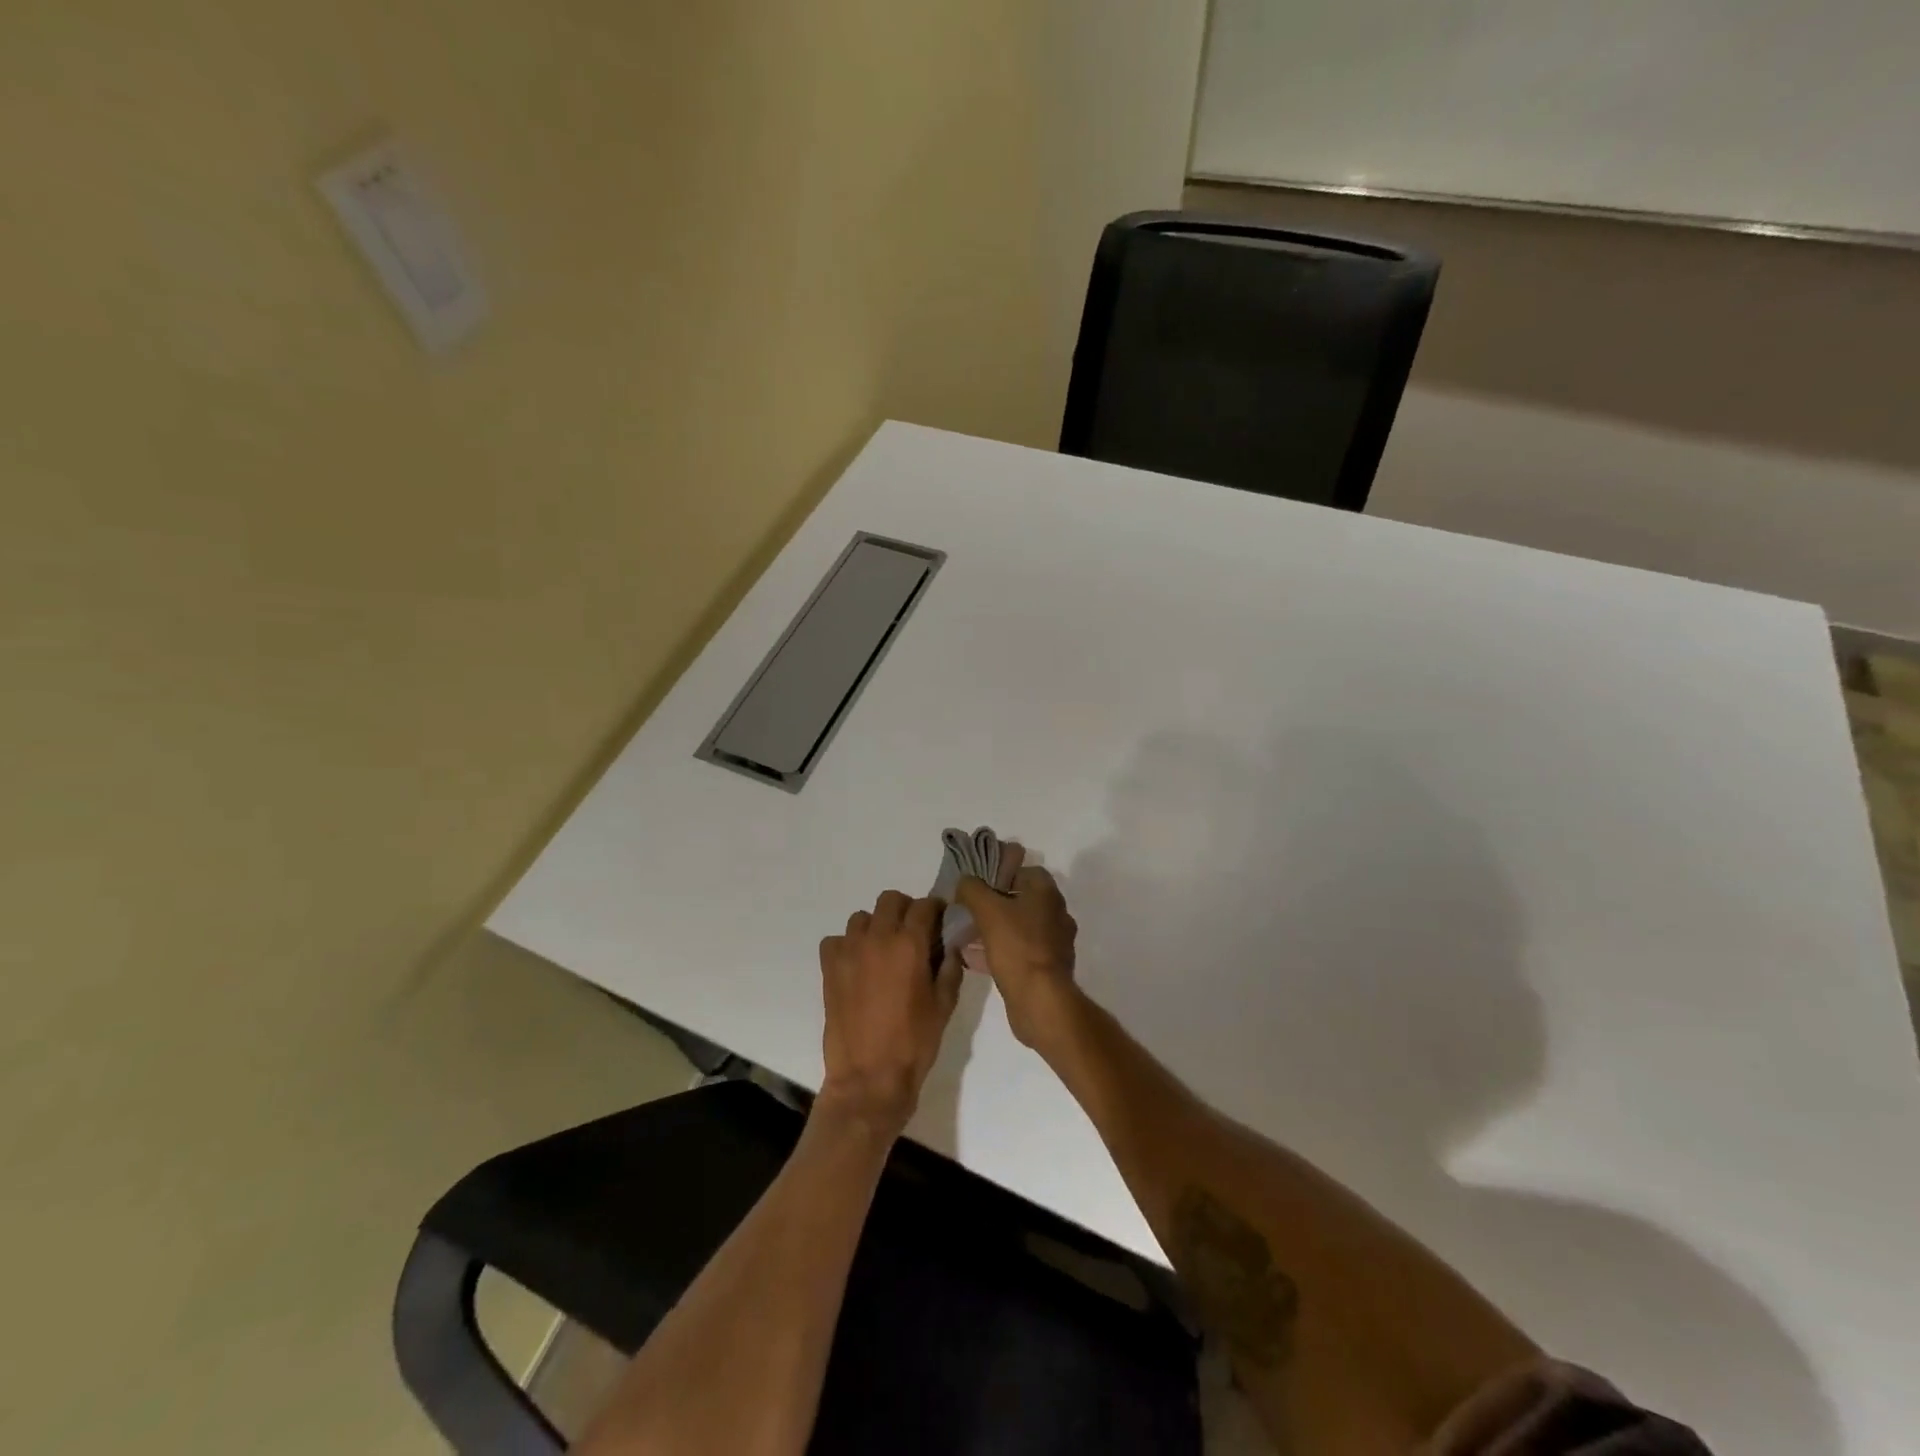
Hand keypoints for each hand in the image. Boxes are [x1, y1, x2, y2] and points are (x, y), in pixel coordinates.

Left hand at [816, 891, 960, 1136]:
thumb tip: (950, 946)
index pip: (924, 906)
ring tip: (883, 950)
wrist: (869, 1077)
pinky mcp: (829, 968)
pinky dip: (847, 945)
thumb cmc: (914, 1043)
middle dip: (905, 909)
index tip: (939, 919)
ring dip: (876, 926)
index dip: (934, 908)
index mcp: (910, 945)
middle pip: (890, 900)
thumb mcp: (944, 1006)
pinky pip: (836, 941)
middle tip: (912, 931)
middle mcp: (878, 938)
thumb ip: (950, 969)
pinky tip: (857, 965)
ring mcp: (849, 951)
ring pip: (861, 918)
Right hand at [953, 861, 1079, 1049]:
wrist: (1040, 1000)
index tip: (978, 884)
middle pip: (1021, 900)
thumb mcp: (988, 910)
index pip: (1026, 871)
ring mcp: (1053, 943)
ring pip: (1018, 928)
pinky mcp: (1045, 969)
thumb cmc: (1017, 947)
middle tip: (968, 909)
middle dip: (994, 904)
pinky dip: (998, 952)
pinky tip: (973, 958)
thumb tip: (965, 881)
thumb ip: (972, 889)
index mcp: (1047, 894)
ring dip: (994, 929)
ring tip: (966, 933)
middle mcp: (1055, 915)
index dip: (1002, 873)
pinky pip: (1018, 952)